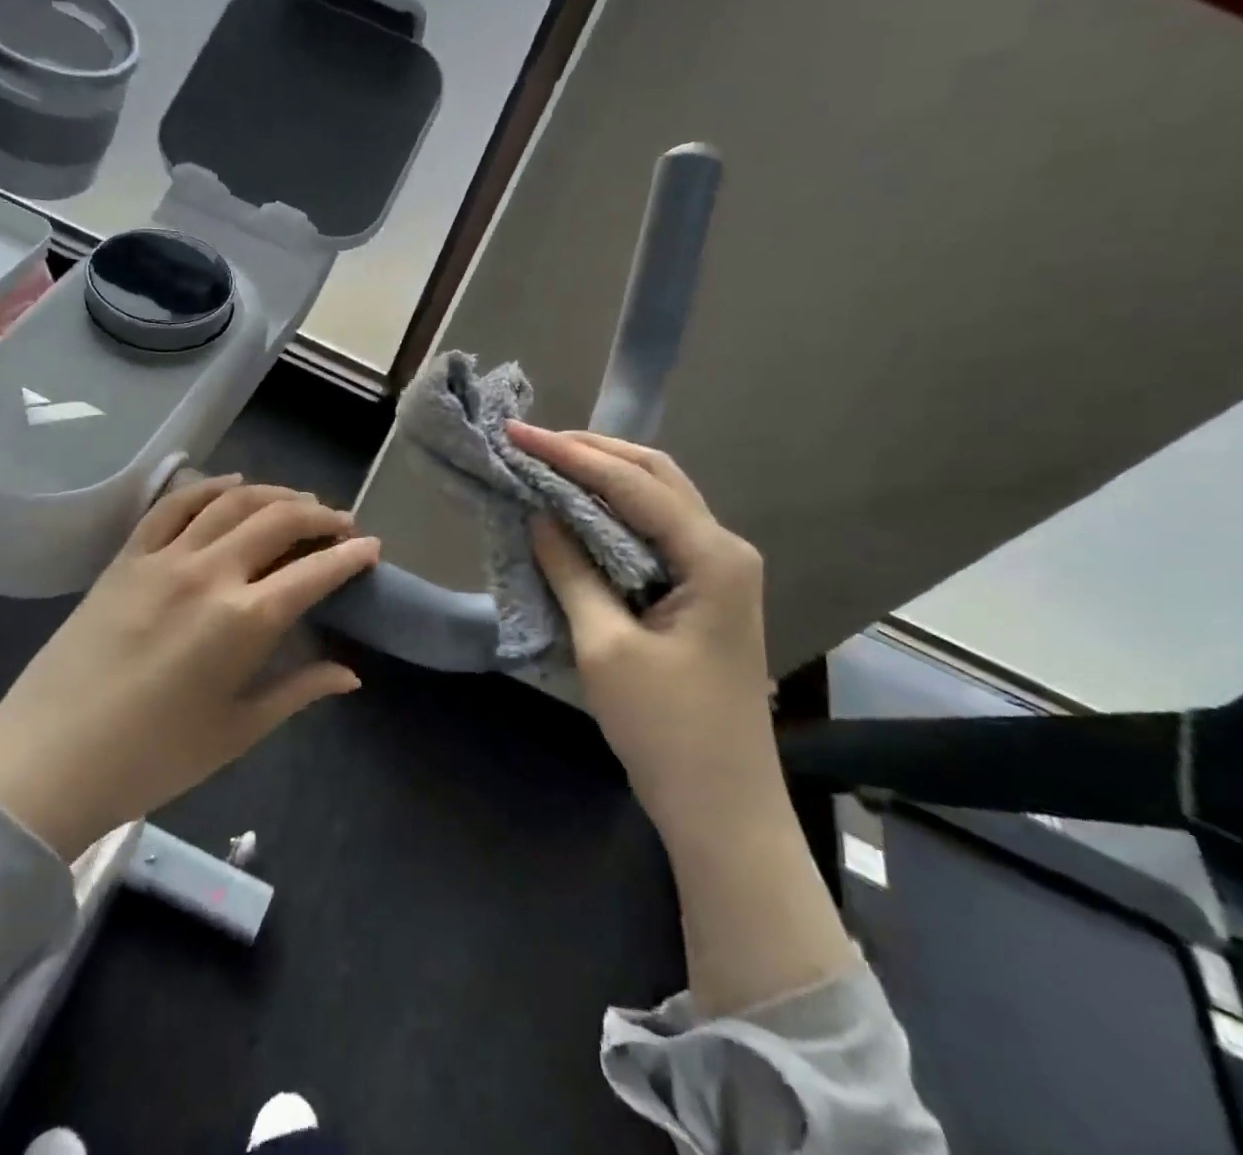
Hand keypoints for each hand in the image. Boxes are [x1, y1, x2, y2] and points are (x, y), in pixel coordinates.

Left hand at [0, 476, 379, 859]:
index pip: (315, 572)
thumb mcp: (237, 731)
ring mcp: (163, 558)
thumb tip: (351, 674)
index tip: (372, 547)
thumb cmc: (152, 759)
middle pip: (279, 521)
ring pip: (232, 502)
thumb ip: (299, 691)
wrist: (46, 762)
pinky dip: (210, 487)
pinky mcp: (127, 557)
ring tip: (299, 502)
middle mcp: (209, 573)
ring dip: (275, 494)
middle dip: (320, 516)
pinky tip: (233, 484)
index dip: (351, 555)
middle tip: (341, 524)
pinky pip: (174, 505)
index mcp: (244, 622)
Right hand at [507, 424, 780, 853]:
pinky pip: (655, 533)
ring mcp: (718, 571)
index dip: (571, 455)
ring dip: (604, 478)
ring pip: (657, 500)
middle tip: (533, 443)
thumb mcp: (606, 646)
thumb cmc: (666, 730)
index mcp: (711, 556)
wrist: (723, 809)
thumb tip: (540, 514)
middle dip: (593, 452)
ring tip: (549, 464)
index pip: (633, 485)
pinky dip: (614, 514)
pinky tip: (578, 512)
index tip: (518, 434)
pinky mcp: (703, 592)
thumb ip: (572, 571)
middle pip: (655, 476)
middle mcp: (724, 549)